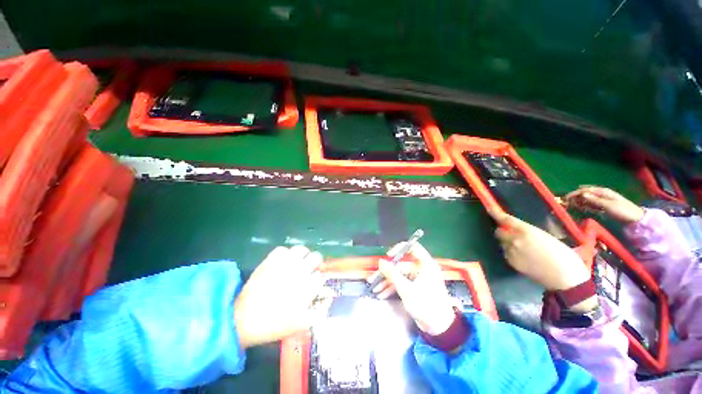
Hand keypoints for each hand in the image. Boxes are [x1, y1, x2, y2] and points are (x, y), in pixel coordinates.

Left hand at [234, 246, 331, 348]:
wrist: (243, 320)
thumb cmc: (274, 324)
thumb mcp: (301, 324)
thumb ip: (319, 311)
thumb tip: (329, 297)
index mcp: (307, 287)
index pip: (321, 275)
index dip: (319, 278)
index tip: (316, 283)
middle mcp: (299, 271)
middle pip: (316, 257)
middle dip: (316, 264)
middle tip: (310, 270)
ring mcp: (284, 263)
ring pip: (301, 249)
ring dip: (303, 256)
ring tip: (299, 262)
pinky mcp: (270, 260)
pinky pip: (283, 249)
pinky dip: (286, 254)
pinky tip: (284, 262)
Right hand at [369, 242, 455, 335]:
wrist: (439, 328)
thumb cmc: (426, 305)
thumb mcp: (406, 289)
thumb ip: (392, 274)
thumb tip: (381, 261)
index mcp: (425, 264)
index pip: (412, 247)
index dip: (399, 249)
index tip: (388, 256)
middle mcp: (422, 268)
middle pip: (401, 264)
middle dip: (387, 272)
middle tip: (375, 277)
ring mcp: (418, 278)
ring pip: (400, 275)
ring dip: (388, 281)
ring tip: (375, 288)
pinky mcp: (416, 287)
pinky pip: (402, 283)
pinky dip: (393, 287)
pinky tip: (382, 294)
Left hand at [489, 210, 591, 292]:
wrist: (565, 279)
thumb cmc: (564, 256)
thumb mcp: (548, 237)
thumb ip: (531, 232)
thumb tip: (521, 230)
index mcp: (527, 231)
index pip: (506, 219)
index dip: (495, 213)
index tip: (489, 209)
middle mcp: (515, 240)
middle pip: (499, 232)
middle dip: (503, 232)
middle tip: (512, 234)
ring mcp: (511, 252)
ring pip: (502, 243)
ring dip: (507, 243)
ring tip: (523, 249)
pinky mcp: (511, 262)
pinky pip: (506, 254)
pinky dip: (511, 253)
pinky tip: (524, 258)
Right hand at [565, 186, 644, 223]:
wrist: (635, 218)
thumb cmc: (622, 211)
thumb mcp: (608, 206)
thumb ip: (594, 200)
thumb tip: (582, 194)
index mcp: (602, 192)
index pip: (585, 190)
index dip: (575, 193)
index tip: (565, 198)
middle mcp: (601, 194)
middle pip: (585, 193)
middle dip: (576, 196)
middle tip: (567, 202)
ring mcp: (603, 200)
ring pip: (587, 199)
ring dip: (579, 201)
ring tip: (572, 206)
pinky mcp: (604, 206)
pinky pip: (591, 204)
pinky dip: (585, 205)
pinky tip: (581, 208)